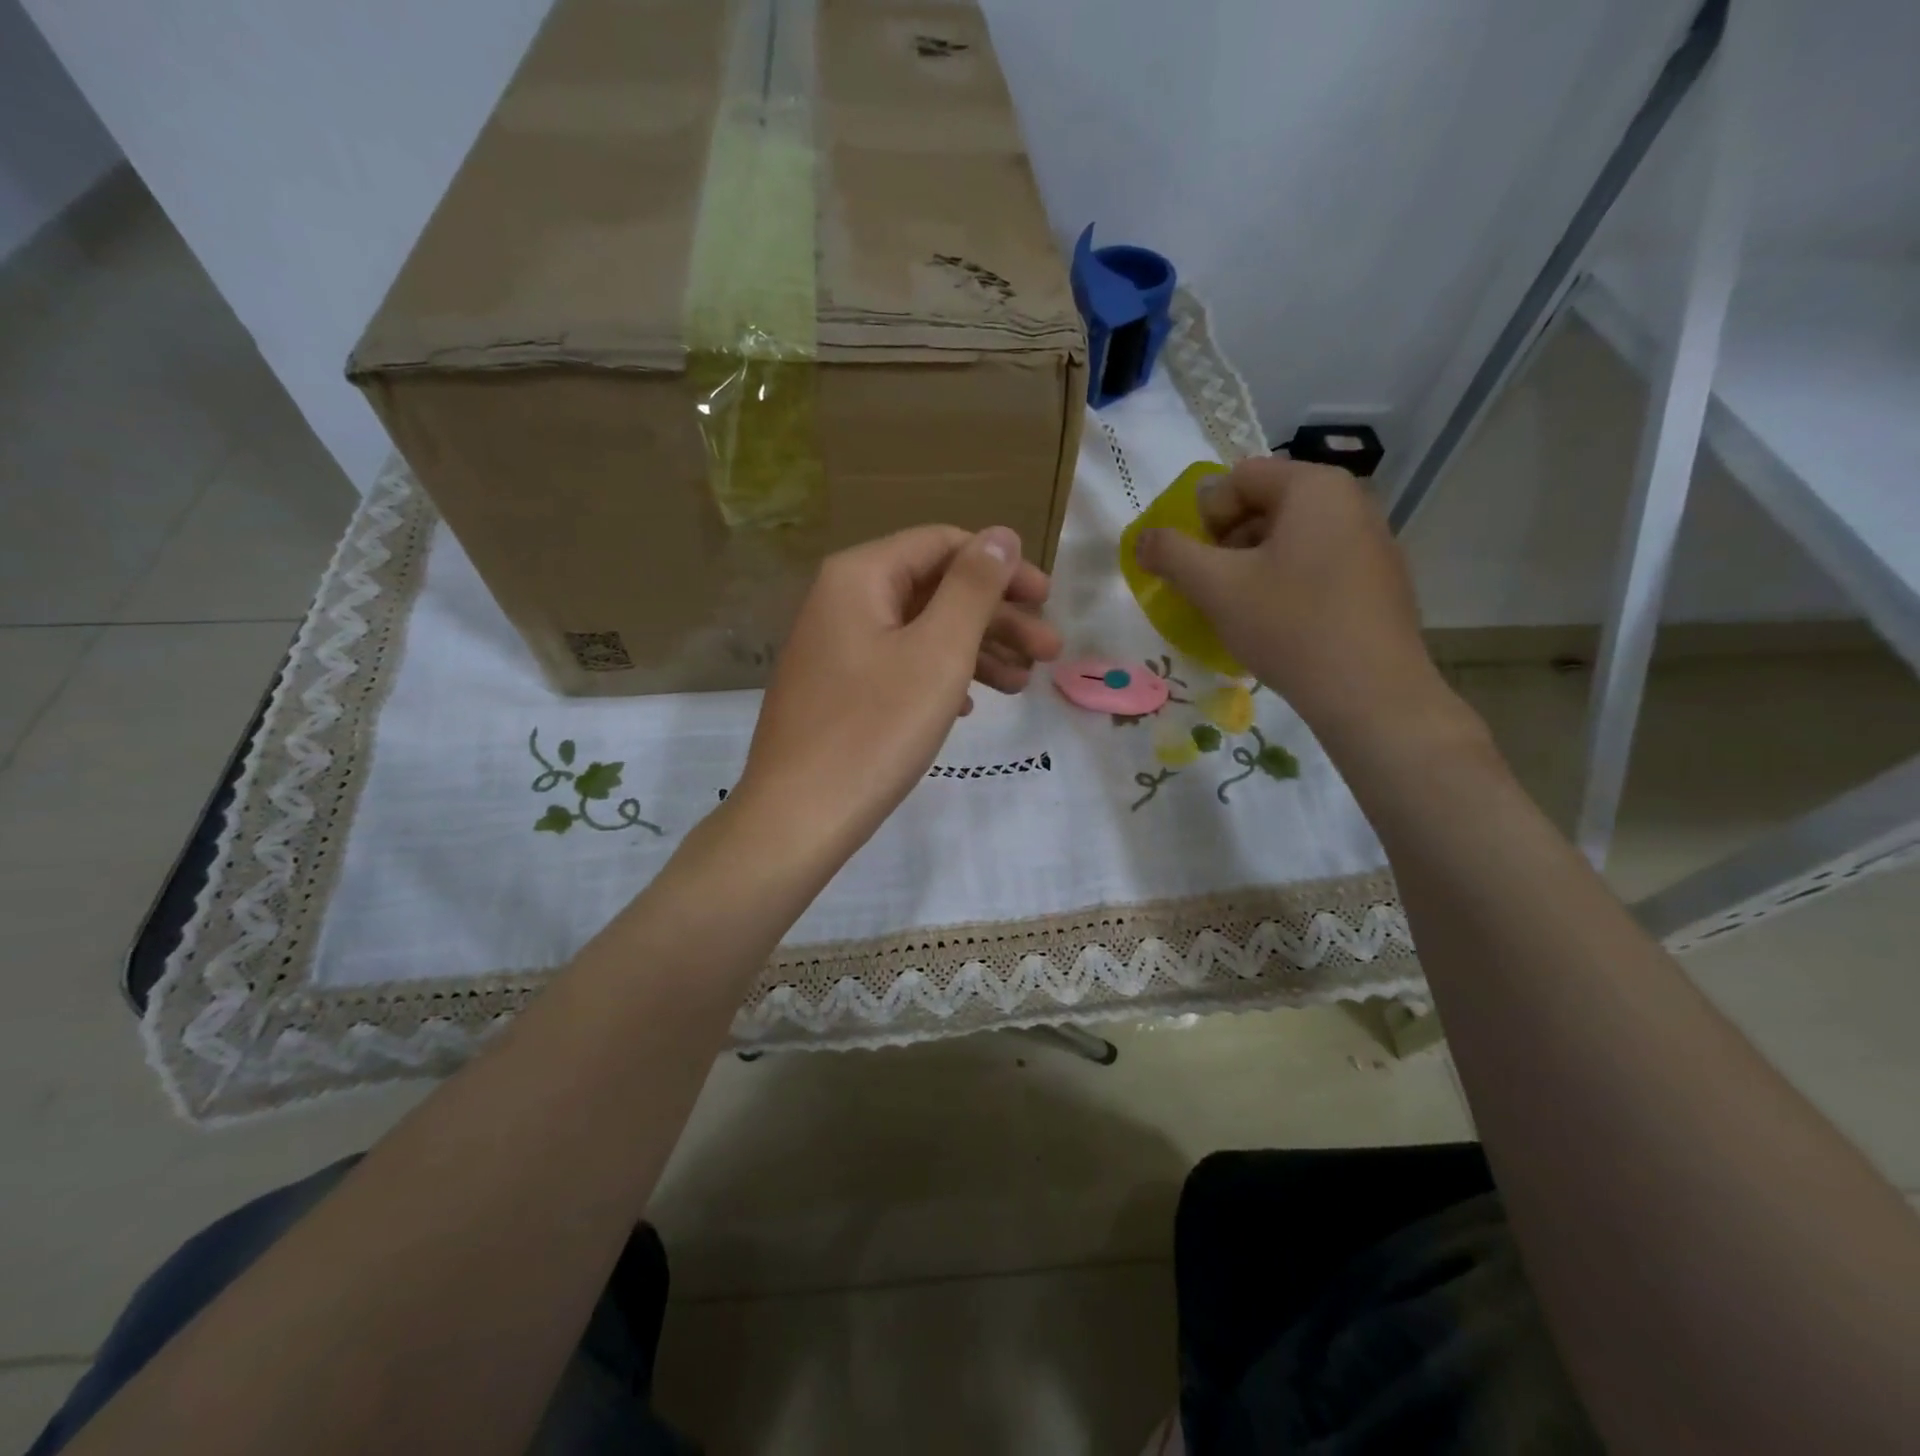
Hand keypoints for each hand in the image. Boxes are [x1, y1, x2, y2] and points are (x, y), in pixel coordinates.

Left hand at [736, 524, 1061, 859]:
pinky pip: (899, 665)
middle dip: (997, 618)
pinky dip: (940, 676)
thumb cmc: (875, 729)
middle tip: (1049, 653)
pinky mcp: (836, 689)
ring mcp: (835, 647)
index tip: (1047, 600)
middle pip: (934, 589)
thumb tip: (1000, 535)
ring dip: (976, 651)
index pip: (943, 544)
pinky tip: (972, 704)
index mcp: (860, 575)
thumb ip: (974, 587)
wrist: (798, 818)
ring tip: (1022, 685)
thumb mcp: (939, 651)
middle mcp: (842, 600)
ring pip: (920, 631)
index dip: (1002, 567)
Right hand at [1133, 458, 1457, 744]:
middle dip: (1228, 544)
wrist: (1370, 693)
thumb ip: (1170, 553)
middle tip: (1219, 590)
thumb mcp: (1215, 587)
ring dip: (1254, 567)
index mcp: (1314, 487)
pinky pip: (1317, 565)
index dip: (1206, 519)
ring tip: (1247, 612)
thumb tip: (1144, 539)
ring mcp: (1372, 540)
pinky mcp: (1380, 580)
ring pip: (1290, 539)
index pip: (1238, 478)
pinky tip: (1283, 625)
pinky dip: (1289, 585)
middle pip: (1265, 506)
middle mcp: (1351, 500)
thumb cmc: (1289, 625)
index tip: (1203, 566)